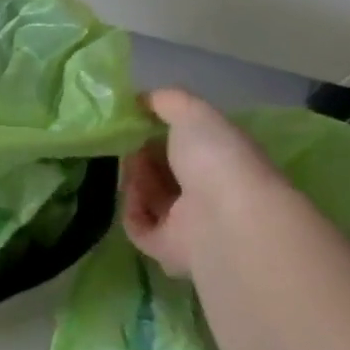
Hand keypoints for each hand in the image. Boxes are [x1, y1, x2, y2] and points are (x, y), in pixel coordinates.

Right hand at [120, 89, 283, 276]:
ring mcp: (190, 224)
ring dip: (135, 180)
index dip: (162, 132)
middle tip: (126, 143)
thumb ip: (168, 101)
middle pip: (166, 173)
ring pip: (151, 199)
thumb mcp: (193, 113)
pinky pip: (140, 227)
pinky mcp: (168, 249)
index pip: (189, 146)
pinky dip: (131, 209)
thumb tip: (143, 99)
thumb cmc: (216, 159)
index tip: (138, 120)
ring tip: (128, 165)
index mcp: (223, 161)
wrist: (224, 218)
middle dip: (143, 156)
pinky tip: (131, 194)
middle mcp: (209, 194)